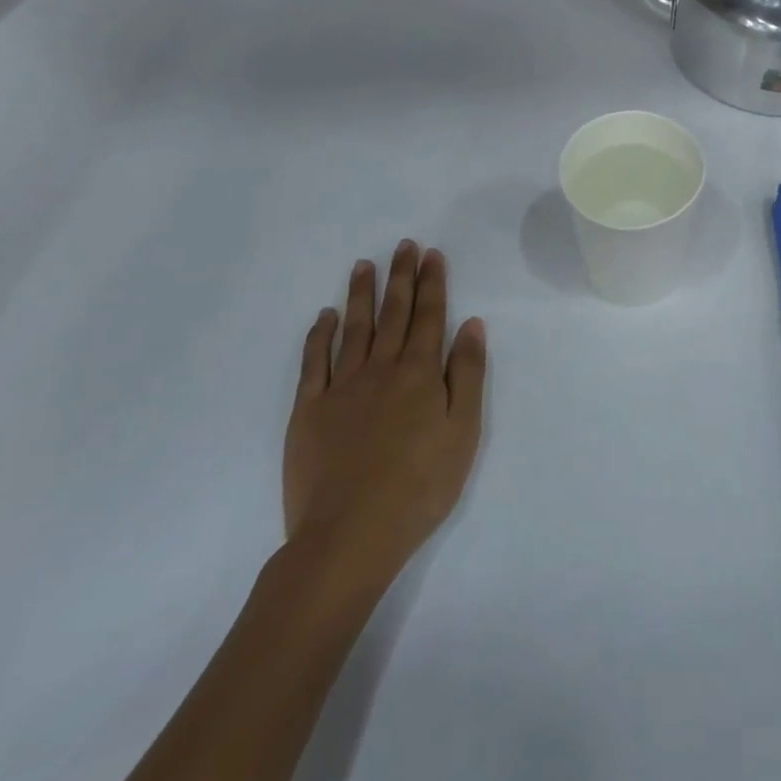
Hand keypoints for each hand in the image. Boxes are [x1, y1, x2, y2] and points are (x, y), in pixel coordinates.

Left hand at [283, 241, 486, 605]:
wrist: (350, 535)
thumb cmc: (420, 486)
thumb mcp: (463, 432)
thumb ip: (467, 374)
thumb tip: (471, 324)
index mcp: (419, 373)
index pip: (430, 316)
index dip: (432, 283)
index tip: (431, 254)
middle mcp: (381, 369)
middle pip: (394, 313)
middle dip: (401, 277)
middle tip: (403, 246)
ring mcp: (341, 387)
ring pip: (354, 328)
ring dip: (361, 294)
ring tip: (364, 265)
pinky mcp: (309, 410)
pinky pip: (314, 362)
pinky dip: (320, 335)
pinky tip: (325, 316)